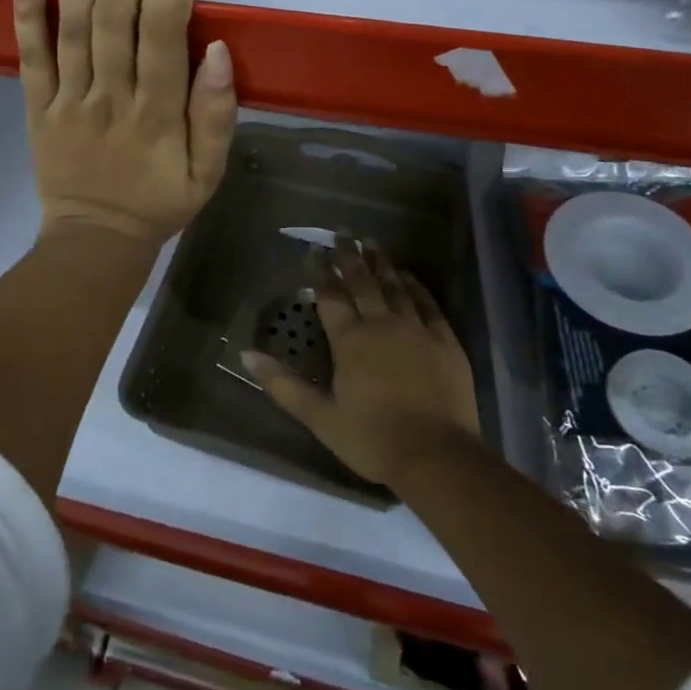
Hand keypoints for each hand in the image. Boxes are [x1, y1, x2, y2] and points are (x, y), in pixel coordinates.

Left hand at [15, 0, 236, 245]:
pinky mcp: (35, 105)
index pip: (164, 31)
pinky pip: (29, 53)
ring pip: (72, 24)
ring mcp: (67, 99)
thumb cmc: (160, 203)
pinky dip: (24, 10)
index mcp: (157, 113)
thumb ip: (217, 115)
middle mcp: (110, 96)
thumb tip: (220, 51)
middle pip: (116, 16)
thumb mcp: (209, 173)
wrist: (95, 242)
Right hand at [245, 241, 480, 486]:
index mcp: (350, 340)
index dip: (320, 271)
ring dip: (381, 263)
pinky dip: (415, 286)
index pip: (330, 295)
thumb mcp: (320, 417)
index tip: (313, 250)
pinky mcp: (445, 341)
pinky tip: (408, 276)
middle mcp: (381, 324)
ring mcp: (416, 329)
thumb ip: (283, 384)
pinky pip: (427, 304)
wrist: (437, 457)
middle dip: (349, 256)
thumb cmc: (372, 439)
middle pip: (362, 282)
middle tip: (342, 232)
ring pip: (394, 286)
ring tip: (371, 242)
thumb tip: (246, 354)